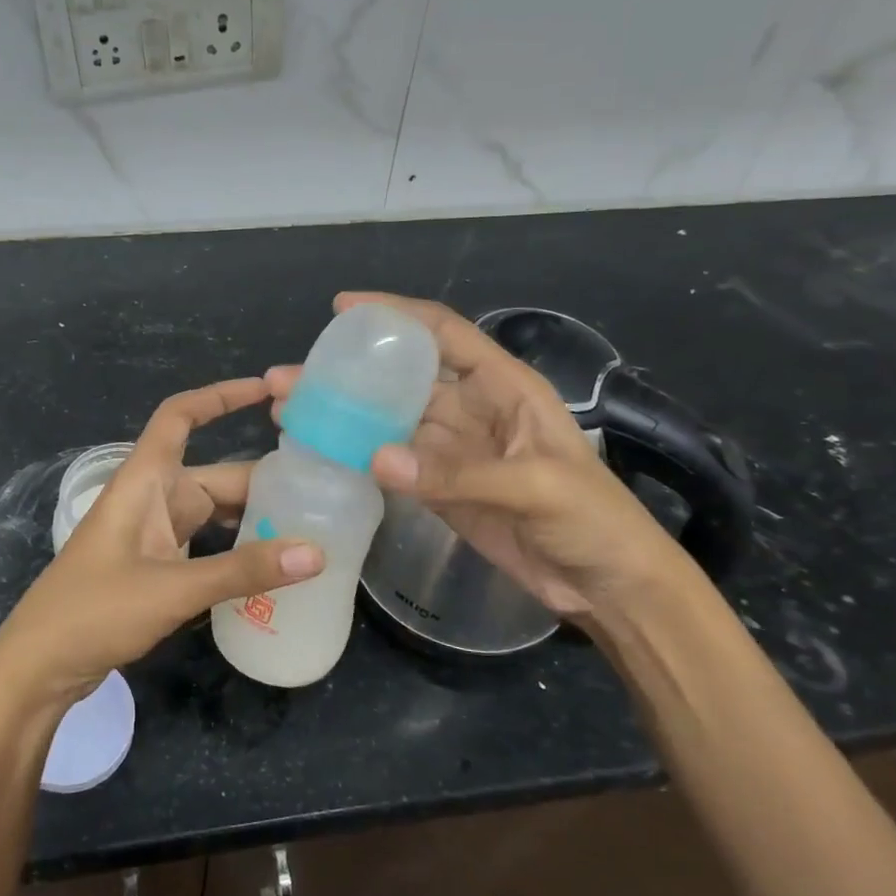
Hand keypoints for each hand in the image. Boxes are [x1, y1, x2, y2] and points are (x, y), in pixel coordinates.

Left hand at [0, 379, 323, 713]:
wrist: (38, 666)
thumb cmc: (94, 611)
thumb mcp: (173, 589)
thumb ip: (243, 571)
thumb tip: (316, 552)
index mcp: (144, 481)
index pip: (180, 417)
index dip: (220, 397)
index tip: (267, 390)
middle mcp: (150, 498)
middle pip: (214, 474)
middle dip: (263, 478)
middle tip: (324, 488)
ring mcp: (152, 533)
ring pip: (213, 511)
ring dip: (253, 517)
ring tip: (312, 525)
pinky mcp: (155, 566)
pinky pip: (206, 544)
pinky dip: (236, 548)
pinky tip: (271, 565)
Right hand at [265, 293, 680, 624]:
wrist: (607, 586)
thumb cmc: (592, 519)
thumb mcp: (537, 486)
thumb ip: (457, 473)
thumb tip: (375, 459)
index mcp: (503, 387)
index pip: (443, 333)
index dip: (395, 314)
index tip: (343, 309)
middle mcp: (472, 409)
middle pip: (400, 379)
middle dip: (347, 372)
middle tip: (290, 376)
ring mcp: (453, 450)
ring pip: (387, 422)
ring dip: (342, 416)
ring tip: (288, 412)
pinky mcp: (440, 488)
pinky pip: (391, 463)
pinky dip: (356, 456)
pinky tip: (320, 452)